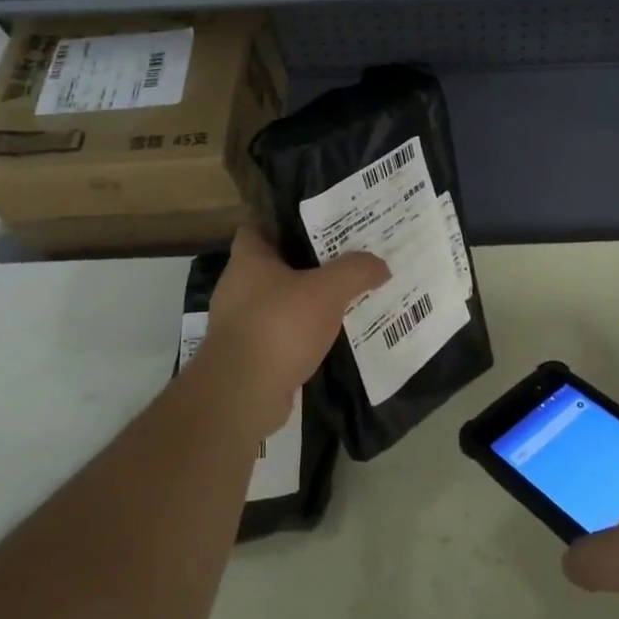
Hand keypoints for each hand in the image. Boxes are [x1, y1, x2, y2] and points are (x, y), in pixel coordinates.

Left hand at [187, 227, 387, 436]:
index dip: (286, 223)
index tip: (319, 224)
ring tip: (344, 297)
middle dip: (307, 263)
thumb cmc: (279, 326)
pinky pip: (281, 334)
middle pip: (275, 265)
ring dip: (307, 301)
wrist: (242, 395)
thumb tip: (380, 264)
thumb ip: (356, 271)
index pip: (259, 227)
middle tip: (345, 259)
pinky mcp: (248, 356)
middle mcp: (238, 287)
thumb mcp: (327, 290)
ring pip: (280, 301)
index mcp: (248, 260)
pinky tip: (331, 336)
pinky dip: (302, 333)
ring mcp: (240, 324)